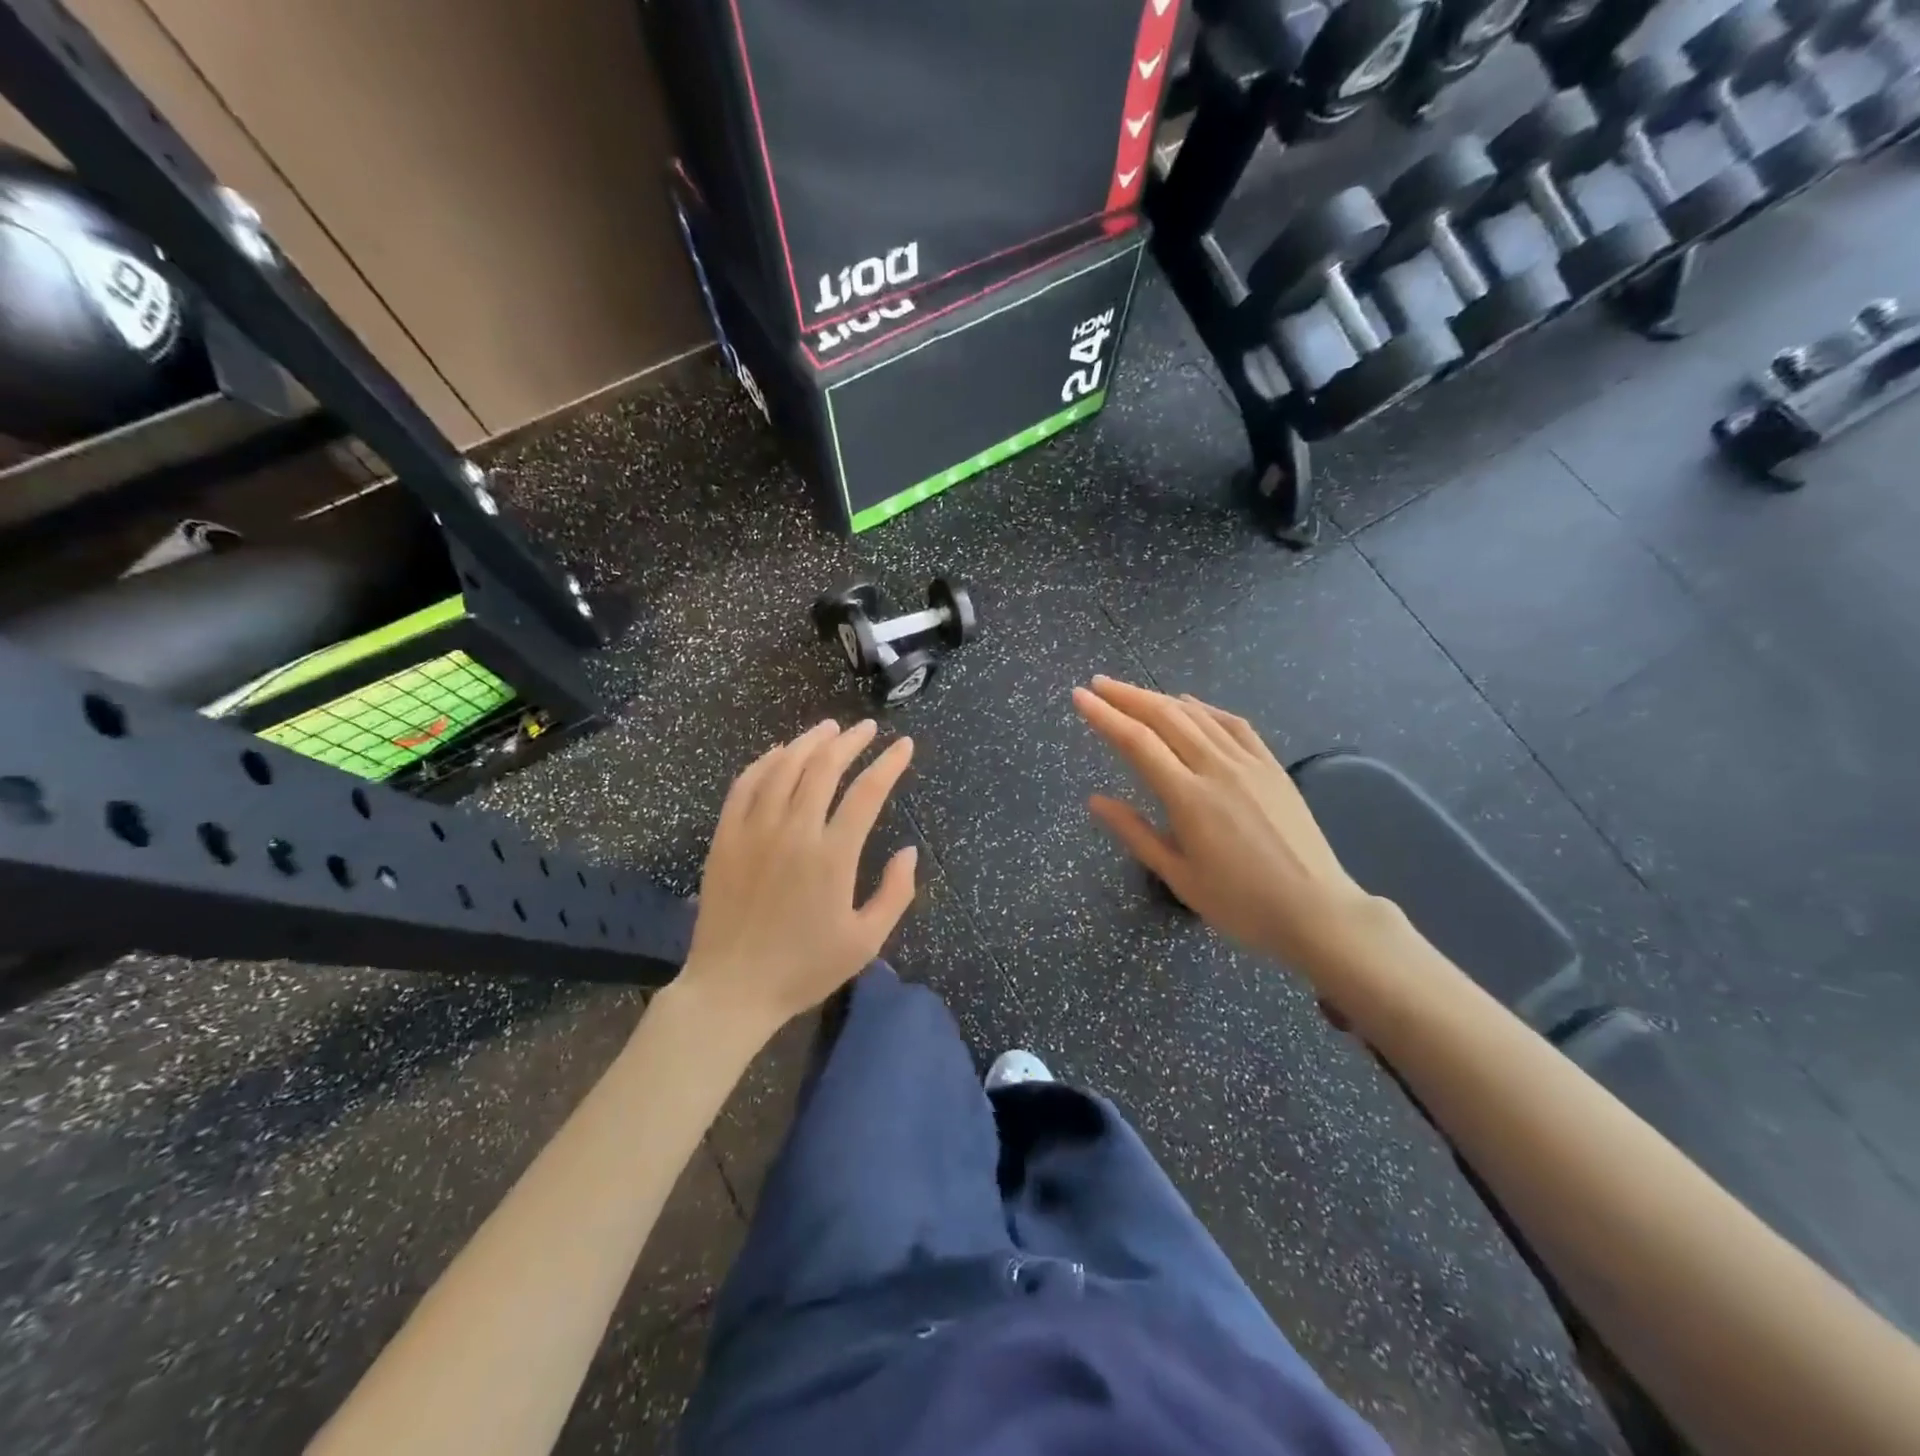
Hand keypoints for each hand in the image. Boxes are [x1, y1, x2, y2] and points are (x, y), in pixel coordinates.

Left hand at [674, 720, 917, 1045]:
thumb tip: (908, 851)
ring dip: (809, 742)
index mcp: (832, 857)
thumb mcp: (865, 942)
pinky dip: (765, 761)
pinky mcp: (725, 837)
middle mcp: (794, 832)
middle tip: (866, 728)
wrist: (732, 990)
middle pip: (824, 768)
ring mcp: (754, 831)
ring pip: (783, 767)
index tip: (903, 745)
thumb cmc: (804, 969)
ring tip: (828, 729)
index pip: (867, 792)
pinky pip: (745, 785)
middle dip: (850, 741)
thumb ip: (895, 894)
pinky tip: (778, 753)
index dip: (889, 763)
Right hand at [1073, 677, 1375, 974]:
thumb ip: (1135, 833)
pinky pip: (1234, 724)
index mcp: (1188, 797)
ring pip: (1197, 715)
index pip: (1137, 742)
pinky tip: (1191, 704)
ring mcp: (1249, 763)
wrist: (1317, 911)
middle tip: (1097, 683)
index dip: (1105, 716)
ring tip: (1132, 692)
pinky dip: (1206, 708)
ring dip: (1160, 698)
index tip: (1079, 697)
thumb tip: (1095, 800)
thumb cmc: (1241, 903)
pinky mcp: (1272, 767)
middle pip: (1165, 717)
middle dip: (1126, 696)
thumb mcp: (1179, 876)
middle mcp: (1217, 769)